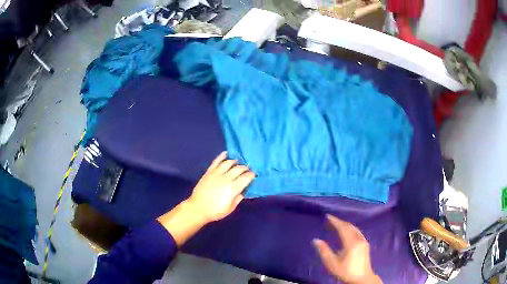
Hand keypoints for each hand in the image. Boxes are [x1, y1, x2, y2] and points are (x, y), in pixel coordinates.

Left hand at [187, 151, 254, 221]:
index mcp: (233, 188)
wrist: (198, 208)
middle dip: (245, 168)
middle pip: (239, 168)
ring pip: (229, 163)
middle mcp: (226, 178)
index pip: (246, 177)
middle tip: (247, 170)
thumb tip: (244, 190)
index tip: (254, 175)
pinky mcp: (209, 172)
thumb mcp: (230, 208)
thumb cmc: (215, 211)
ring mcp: (217, 173)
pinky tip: (226, 153)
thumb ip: (238, 198)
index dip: (252, 175)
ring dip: (235, 161)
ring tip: (238, 163)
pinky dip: (222, 156)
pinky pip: (216, 161)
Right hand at [313, 215, 381, 283]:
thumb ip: (324, 251)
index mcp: (351, 243)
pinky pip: (357, 232)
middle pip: (349, 227)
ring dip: (345, 225)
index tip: (328, 216)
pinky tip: (347, 232)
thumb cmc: (346, 271)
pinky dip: (350, 229)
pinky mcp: (365, 244)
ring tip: (337, 224)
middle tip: (331, 219)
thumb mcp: (332, 264)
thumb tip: (315, 240)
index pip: (343, 228)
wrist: (361, 278)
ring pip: (354, 229)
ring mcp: (363, 241)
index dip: (335, 221)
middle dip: (340, 222)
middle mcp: (359, 239)